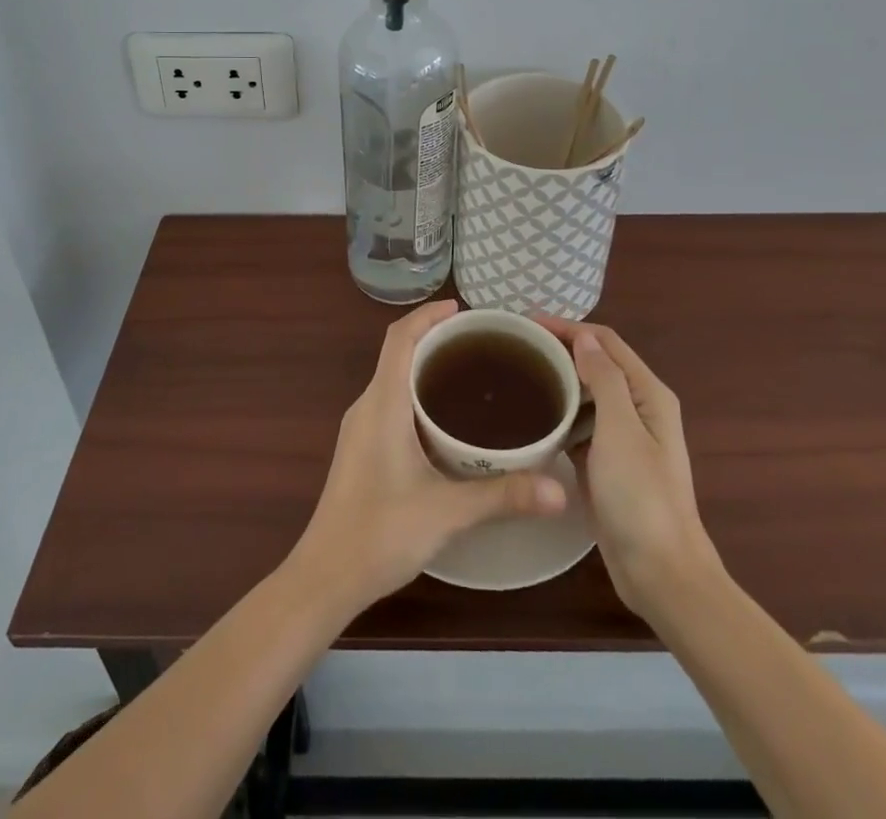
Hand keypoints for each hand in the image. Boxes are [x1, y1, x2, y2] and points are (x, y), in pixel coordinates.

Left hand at [292, 301, 567, 611]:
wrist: (325, 577)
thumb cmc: (380, 533)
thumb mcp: (447, 511)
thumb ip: (503, 496)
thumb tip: (559, 489)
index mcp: (382, 403)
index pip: (399, 338)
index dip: (427, 315)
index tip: (462, 309)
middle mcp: (367, 406)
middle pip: (397, 353)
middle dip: (434, 338)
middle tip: (480, 344)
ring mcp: (360, 428)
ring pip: (393, 378)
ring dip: (424, 366)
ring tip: (470, 374)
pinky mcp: (361, 449)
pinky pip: (390, 401)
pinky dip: (417, 393)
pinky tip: (445, 420)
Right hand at [535, 315, 722, 620]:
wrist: (660, 573)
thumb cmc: (641, 497)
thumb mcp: (621, 430)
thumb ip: (604, 378)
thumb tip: (585, 337)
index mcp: (648, 394)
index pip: (606, 342)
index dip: (568, 327)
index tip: (526, 323)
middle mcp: (638, 408)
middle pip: (596, 364)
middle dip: (560, 350)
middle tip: (514, 347)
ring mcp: (623, 438)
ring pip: (586, 395)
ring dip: (558, 381)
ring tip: (515, 375)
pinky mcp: (607, 464)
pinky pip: (580, 426)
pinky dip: (559, 415)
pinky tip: (531, 418)